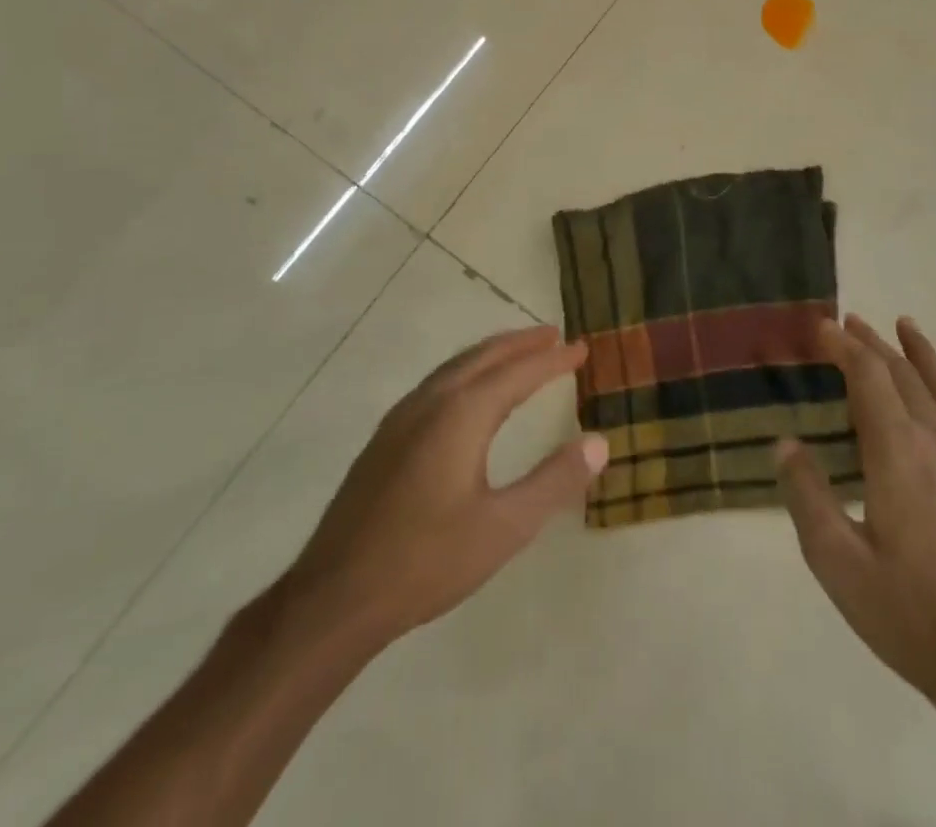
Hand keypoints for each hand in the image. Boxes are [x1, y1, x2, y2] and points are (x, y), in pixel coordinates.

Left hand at [282, 325, 608, 649]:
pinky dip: (466, 373)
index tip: (582, 348)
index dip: (552, 359)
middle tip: (553, 336)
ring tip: (518, 355)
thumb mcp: (505, 527)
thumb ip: (554, 481)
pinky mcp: (384, 440)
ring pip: (455, 368)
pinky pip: (435, 385)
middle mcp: (430, 403)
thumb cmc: (427, 561)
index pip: (518, 372)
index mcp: (461, 414)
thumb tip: (600, 442)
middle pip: (482, 357)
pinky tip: (468, 395)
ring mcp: (401, 419)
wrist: (335, 598)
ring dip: (491, 355)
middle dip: (520, 344)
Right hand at [777, 316, 935, 718]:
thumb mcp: (837, 564)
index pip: (868, 377)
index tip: (822, 327)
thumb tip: (785, 443)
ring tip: (905, 326)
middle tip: (851, 322)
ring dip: (922, 353)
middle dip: (874, 344)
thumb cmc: (910, 614)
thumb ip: (807, 496)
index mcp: (897, 453)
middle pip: (905, 374)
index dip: (844, 346)